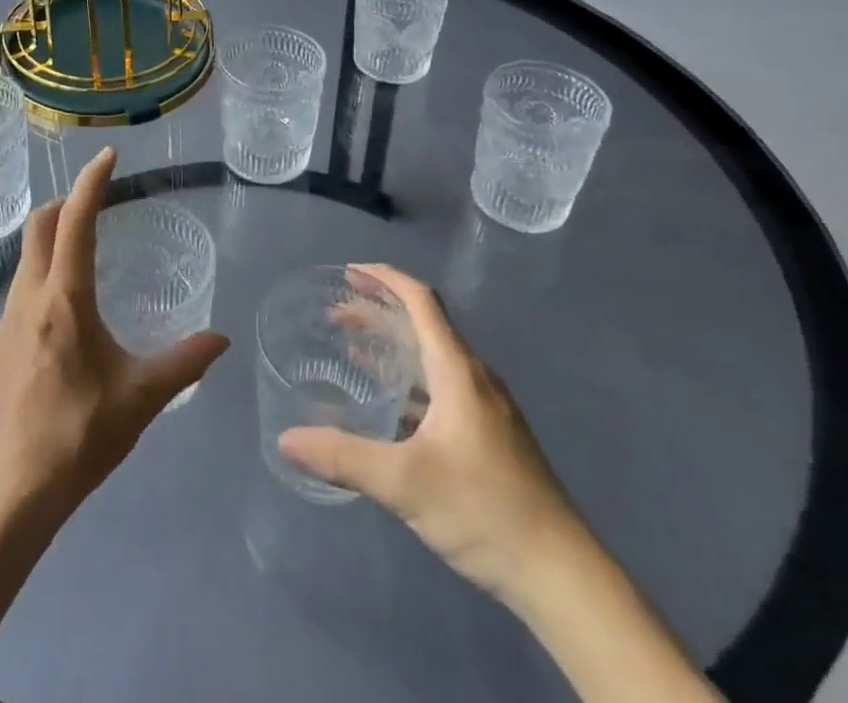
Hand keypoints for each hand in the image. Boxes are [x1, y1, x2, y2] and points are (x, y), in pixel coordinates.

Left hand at [0, 148, 230, 528]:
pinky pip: (21, 280)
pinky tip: (66, 295)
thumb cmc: (79, 436)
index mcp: (65, 299)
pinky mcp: (0, 340)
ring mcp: (8, 317)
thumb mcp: (141, 398)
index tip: (109, 156)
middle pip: (40, 225)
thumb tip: (222, 338)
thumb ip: (185, 362)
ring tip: (87, 240)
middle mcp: (31, 296)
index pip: (74, 221)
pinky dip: (44, 263)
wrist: (12, 490)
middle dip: (67, 201)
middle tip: (100, 200)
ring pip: (26, 252)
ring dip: (53, 232)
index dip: (91, 182)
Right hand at [278, 263, 587, 608]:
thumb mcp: (404, 483)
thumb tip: (286, 440)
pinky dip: (410, 381)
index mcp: (458, 371)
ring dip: (395, 347)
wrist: (561, 574)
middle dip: (380, 311)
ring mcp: (487, 408)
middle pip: (424, 324)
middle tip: (338, 312)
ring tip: (355, 350)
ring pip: (433, 357)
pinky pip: (442, 387)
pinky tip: (391, 409)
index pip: (421, 300)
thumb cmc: (483, 510)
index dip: (385, 278)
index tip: (350, 272)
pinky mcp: (491, 436)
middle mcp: (474, 377)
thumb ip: (344, 457)